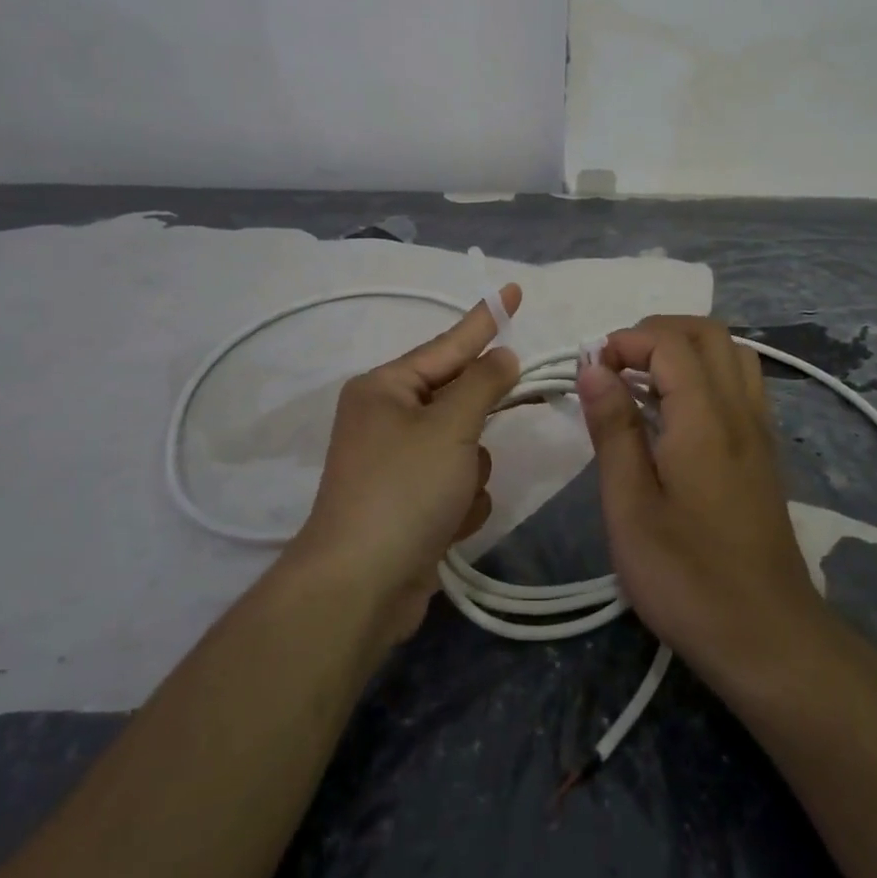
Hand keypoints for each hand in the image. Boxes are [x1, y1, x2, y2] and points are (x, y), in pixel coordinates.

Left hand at [290, 286, 522, 648]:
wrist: (362, 586)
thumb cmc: (404, 490)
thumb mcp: (451, 427)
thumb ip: (482, 384)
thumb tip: (500, 356)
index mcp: (385, 389)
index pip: (448, 345)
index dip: (486, 319)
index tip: (514, 290)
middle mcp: (386, 420)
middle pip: (457, 403)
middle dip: (476, 426)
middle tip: (492, 426)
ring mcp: (396, 465)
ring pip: (465, 448)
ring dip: (470, 471)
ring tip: (451, 498)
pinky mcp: (408, 505)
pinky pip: (456, 485)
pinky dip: (460, 504)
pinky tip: (447, 526)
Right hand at [576, 316, 829, 687]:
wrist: (767, 637)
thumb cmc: (686, 577)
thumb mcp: (630, 507)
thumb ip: (613, 430)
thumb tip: (593, 367)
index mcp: (705, 419)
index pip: (671, 343)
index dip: (626, 341)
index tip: (591, 369)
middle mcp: (740, 411)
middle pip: (709, 333)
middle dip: (656, 332)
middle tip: (615, 365)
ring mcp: (760, 431)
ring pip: (732, 354)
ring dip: (685, 348)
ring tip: (643, 381)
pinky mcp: (765, 453)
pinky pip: (741, 383)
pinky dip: (706, 372)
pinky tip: (677, 412)